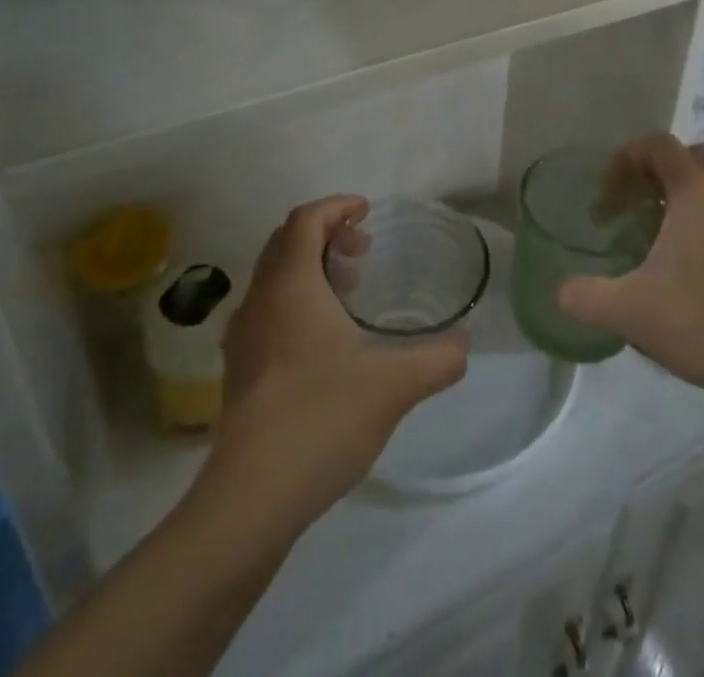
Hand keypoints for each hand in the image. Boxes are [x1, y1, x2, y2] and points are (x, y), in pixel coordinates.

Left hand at [210, 196, 467, 527]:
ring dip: (310, 270)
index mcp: (290, 284)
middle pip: (286, 243)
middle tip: (363, 253)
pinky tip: (324, 341)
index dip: (336, 206)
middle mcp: (260, 300)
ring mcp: (243, 336)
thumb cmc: (321, 418)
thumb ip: (438, 358)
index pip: (305, 219)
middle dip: (325, 236)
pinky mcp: (239, 370)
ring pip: (275, 278)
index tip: (366, 212)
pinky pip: (267, 311)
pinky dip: (296, 303)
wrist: (251, 497)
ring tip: (348, 293)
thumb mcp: (394, 385)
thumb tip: (465, 342)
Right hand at [558, 134, 703, 405]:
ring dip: (668, 210)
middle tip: (618, 222)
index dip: (622, 161)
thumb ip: (586, 298)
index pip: (654, 144)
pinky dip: (696, 229)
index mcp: (696, 190)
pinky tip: (688, 275)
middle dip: (640, 188)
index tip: (605, 196)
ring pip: (700, 194)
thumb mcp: (633, 312)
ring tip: (648, 249)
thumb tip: (559, 291)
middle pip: (676, 168)